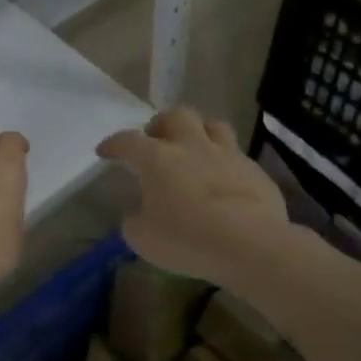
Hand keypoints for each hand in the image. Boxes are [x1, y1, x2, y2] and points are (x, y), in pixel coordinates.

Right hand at [97, 107, 289, 286]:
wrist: (249, 244)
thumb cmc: (186, 239)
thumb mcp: (142, 238)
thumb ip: (135, 220)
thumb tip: (139, 214)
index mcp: (157, 159)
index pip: (128, 141)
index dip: (114, 144)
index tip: (105, 151)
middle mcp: (192, 147)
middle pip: (176, 116)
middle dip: (161, 124)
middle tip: (156, 141)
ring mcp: (227, 155)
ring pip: (213, 125)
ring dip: (199, 131)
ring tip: (194, 148)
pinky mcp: (255, 171)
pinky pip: (237, 156)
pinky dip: (226, 163)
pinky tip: (224, 181)